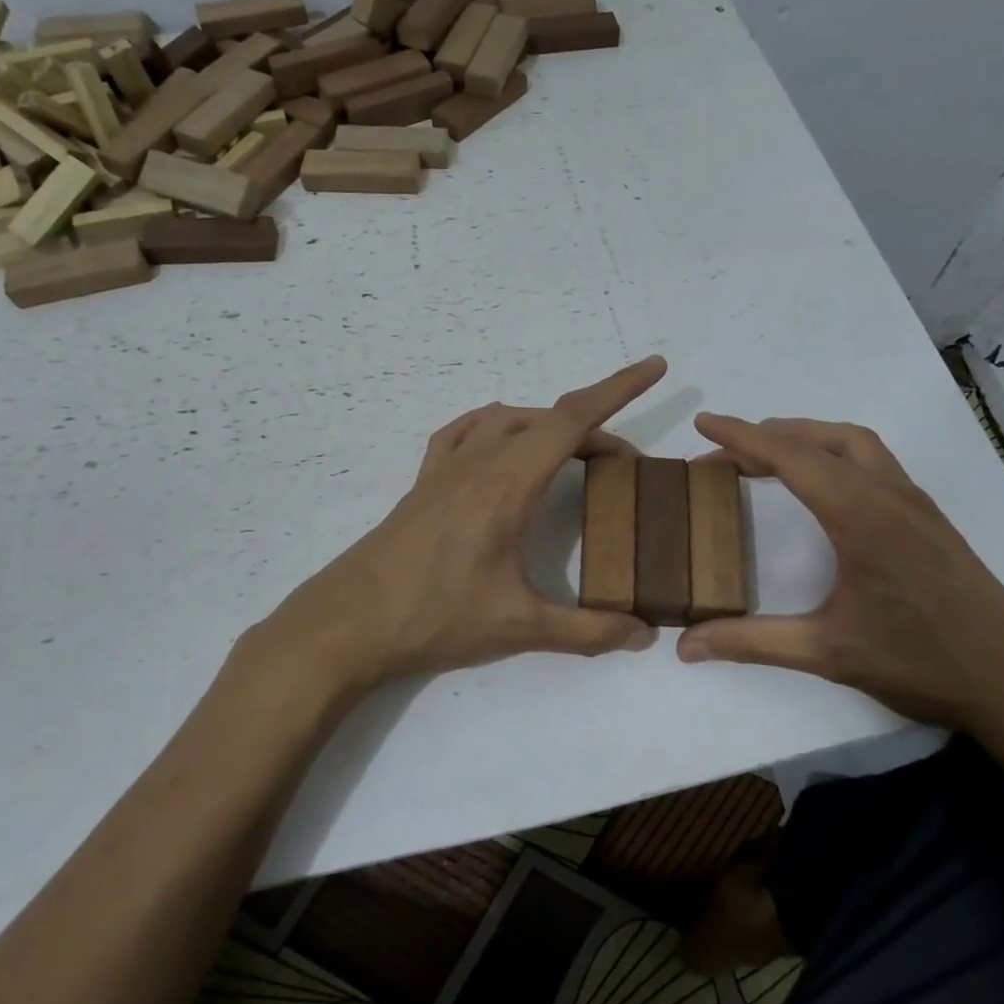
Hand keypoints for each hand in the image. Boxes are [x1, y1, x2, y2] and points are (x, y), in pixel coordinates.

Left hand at [252, 358, 666, 693]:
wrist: (349, 623)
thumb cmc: (434, 617)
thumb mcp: (518, 628)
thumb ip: (587, 631)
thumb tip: (645, 635)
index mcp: (507, 484)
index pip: (572, 420)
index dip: (618, 388)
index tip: (655, 368)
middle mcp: (478, 462)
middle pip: (547, 419)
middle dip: (594, 430)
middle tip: (622, 469)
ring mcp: (445, 468)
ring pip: (507, 420)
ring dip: (547, 427)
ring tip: (572, 457)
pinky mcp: (423, 483)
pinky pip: (464, 433)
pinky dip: (495, 427)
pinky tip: (500, 447)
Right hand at [677, 415, 1003, 734]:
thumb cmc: (920, 662)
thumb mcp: (826, 651)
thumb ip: (751, 642)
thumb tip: (686, 645)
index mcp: (859, 514)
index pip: (790, 457)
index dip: (741, 435)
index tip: (704, 421)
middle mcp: (888, 494)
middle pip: (822, 439)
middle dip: (770, 435)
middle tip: (728, 451)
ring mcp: (915, 502)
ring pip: (855, 443)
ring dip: (808, 439)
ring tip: (770, 458)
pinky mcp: (929, 517)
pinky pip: (874, 461)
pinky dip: (836, 455)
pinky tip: (825, 487)